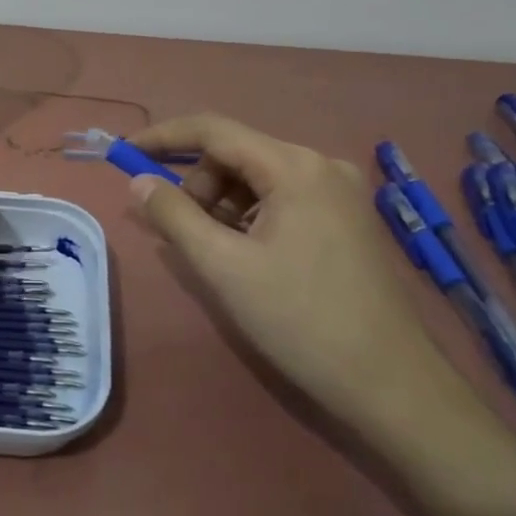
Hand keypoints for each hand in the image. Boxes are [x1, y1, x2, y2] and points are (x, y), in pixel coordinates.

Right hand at [128, 113, 479, 439]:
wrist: (391, 384)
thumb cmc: (301, 319)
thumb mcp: (223, 266)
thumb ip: (173, 216)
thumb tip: (138, 182)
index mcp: (295, 167)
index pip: (214, 130)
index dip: (163, 138)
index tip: (124, 155)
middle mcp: (321, 165)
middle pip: (236, 154)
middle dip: (197, 184)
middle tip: (181, 231)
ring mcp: (339, 193)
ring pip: (257, 178)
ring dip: (221, 204)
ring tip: (214, 250)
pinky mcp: (346, 219)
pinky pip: (281, 199)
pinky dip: (249, 217)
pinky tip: (245, 255)